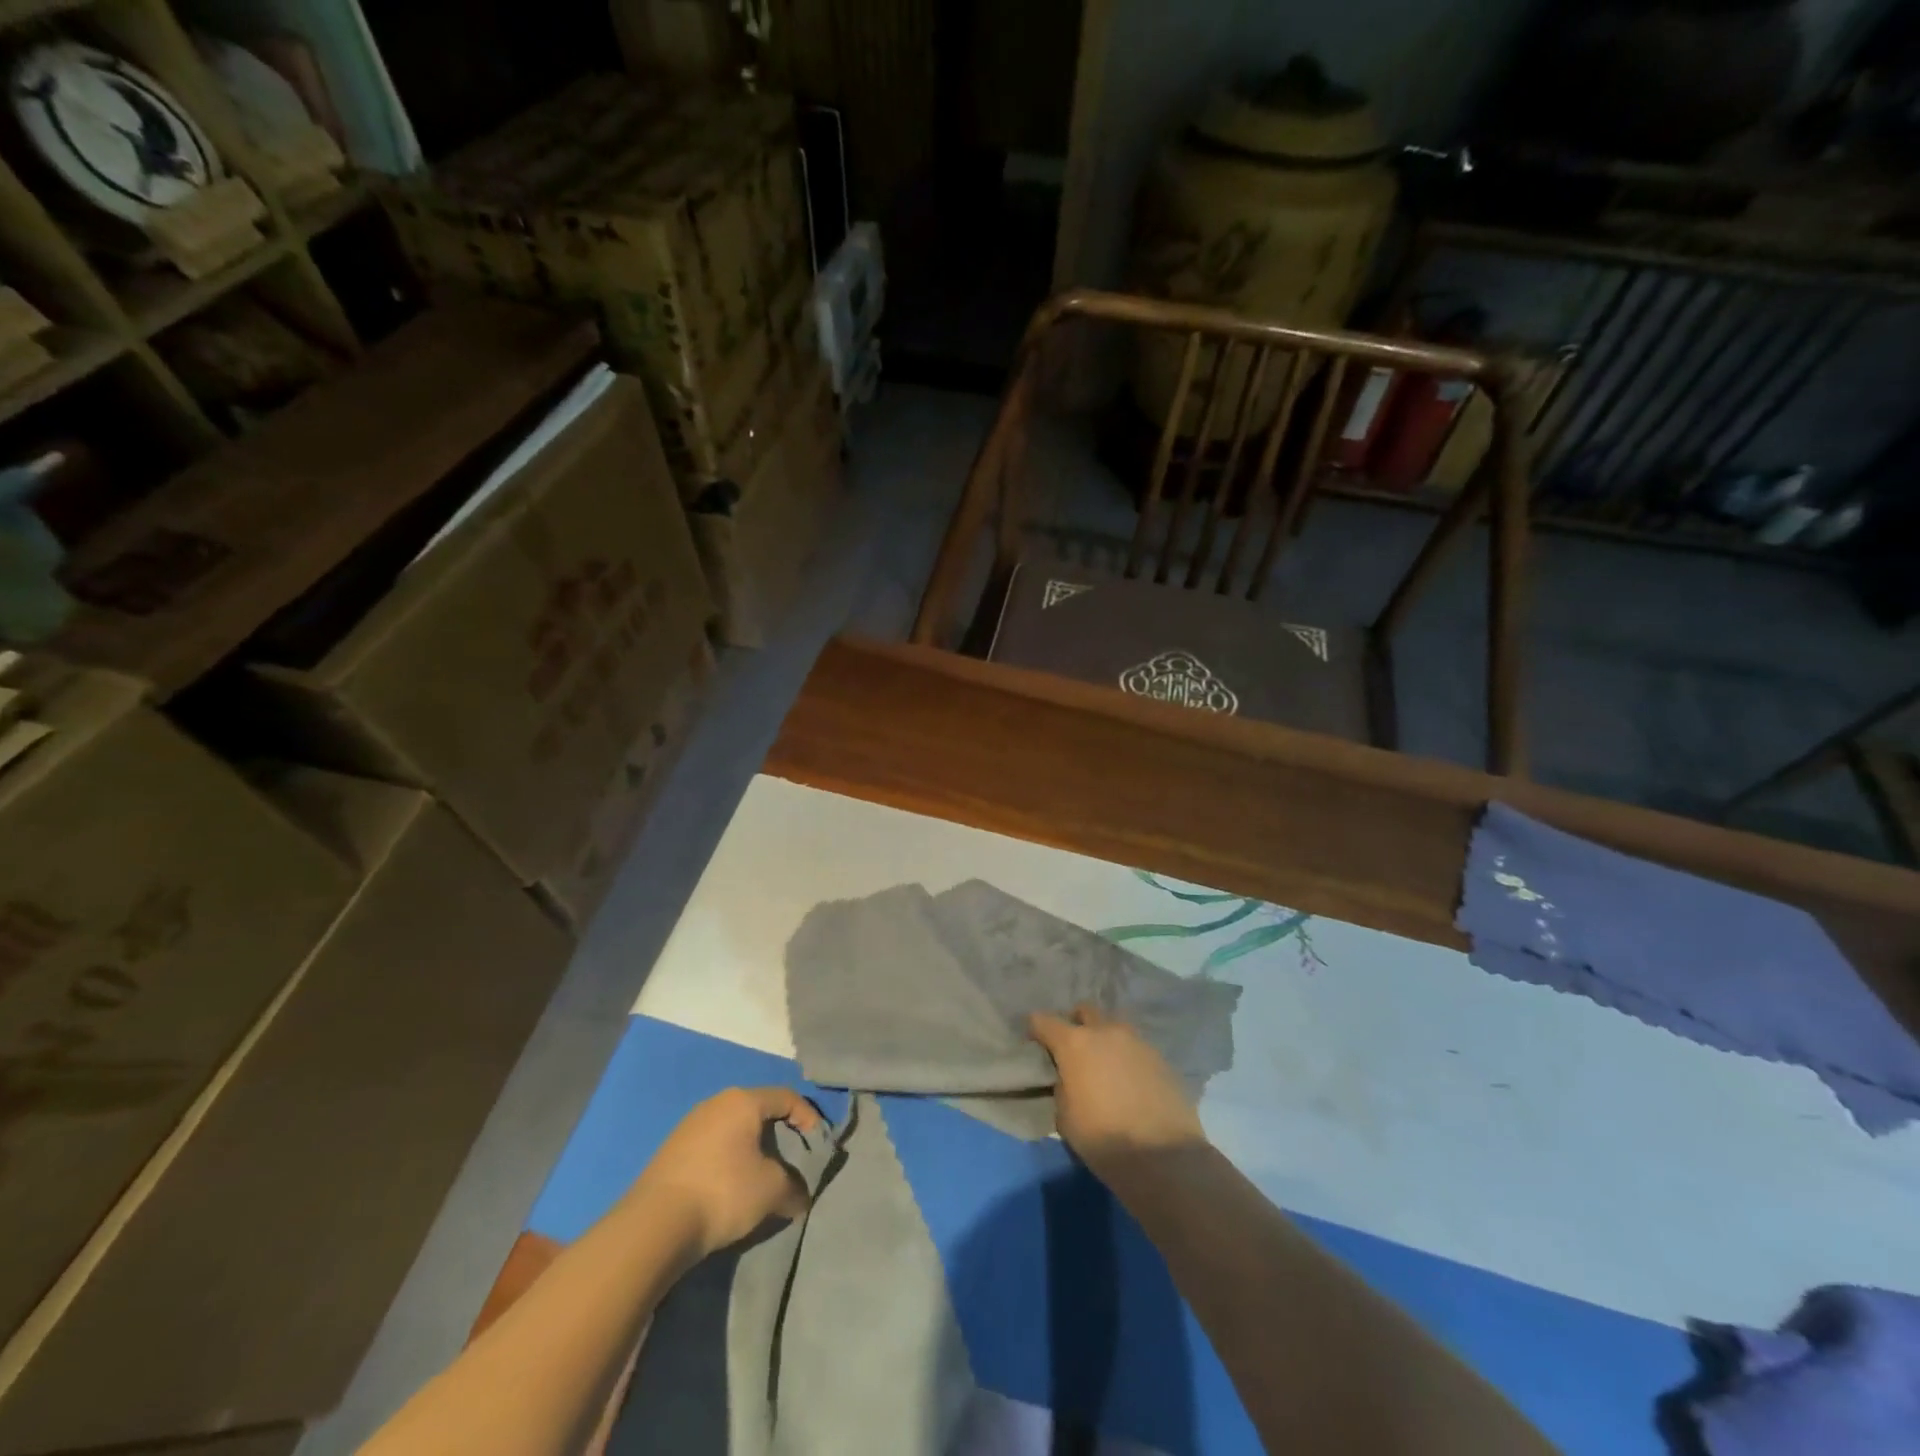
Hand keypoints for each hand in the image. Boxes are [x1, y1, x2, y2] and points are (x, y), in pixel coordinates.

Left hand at [628, 1087, 822, 1259]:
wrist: (653, 1225)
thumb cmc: (722, 1192)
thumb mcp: (771, 1190)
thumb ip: (794, 1187)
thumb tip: (801, 1197)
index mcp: (743, 1101)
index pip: (786, 1097)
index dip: (808, 1118)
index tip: (817, 1146)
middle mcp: (716, 1103)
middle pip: (759, 1110)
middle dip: (779, 1134)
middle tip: (791, 1160)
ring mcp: (690, 1125)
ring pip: (733, 1129)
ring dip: (752, 1149)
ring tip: (761, 1178)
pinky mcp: (671, 1150)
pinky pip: (713, 1146)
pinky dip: (728, 1160)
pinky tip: (729, 1188)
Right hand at [1030, 1004, 1204, 1175]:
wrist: (1164, 1157)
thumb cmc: (1104, 1139)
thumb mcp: (1065, 1118)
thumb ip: (1062, 1087)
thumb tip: (1069, 1078)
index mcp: (1075, 1043)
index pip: (1044, 1021)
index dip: (1035, 1028)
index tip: (1033, 1040)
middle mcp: (1106, 1032)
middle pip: (1084, 1011)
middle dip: (1074, 1023)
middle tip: (1072, 1048)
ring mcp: (1137, 1041)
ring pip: (1113, 1027)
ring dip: (1104, 1038)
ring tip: (1103, 1064)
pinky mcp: (1160, 1057)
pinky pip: (1135, 1047)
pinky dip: (1126, 1057)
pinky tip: (1128, 1080)